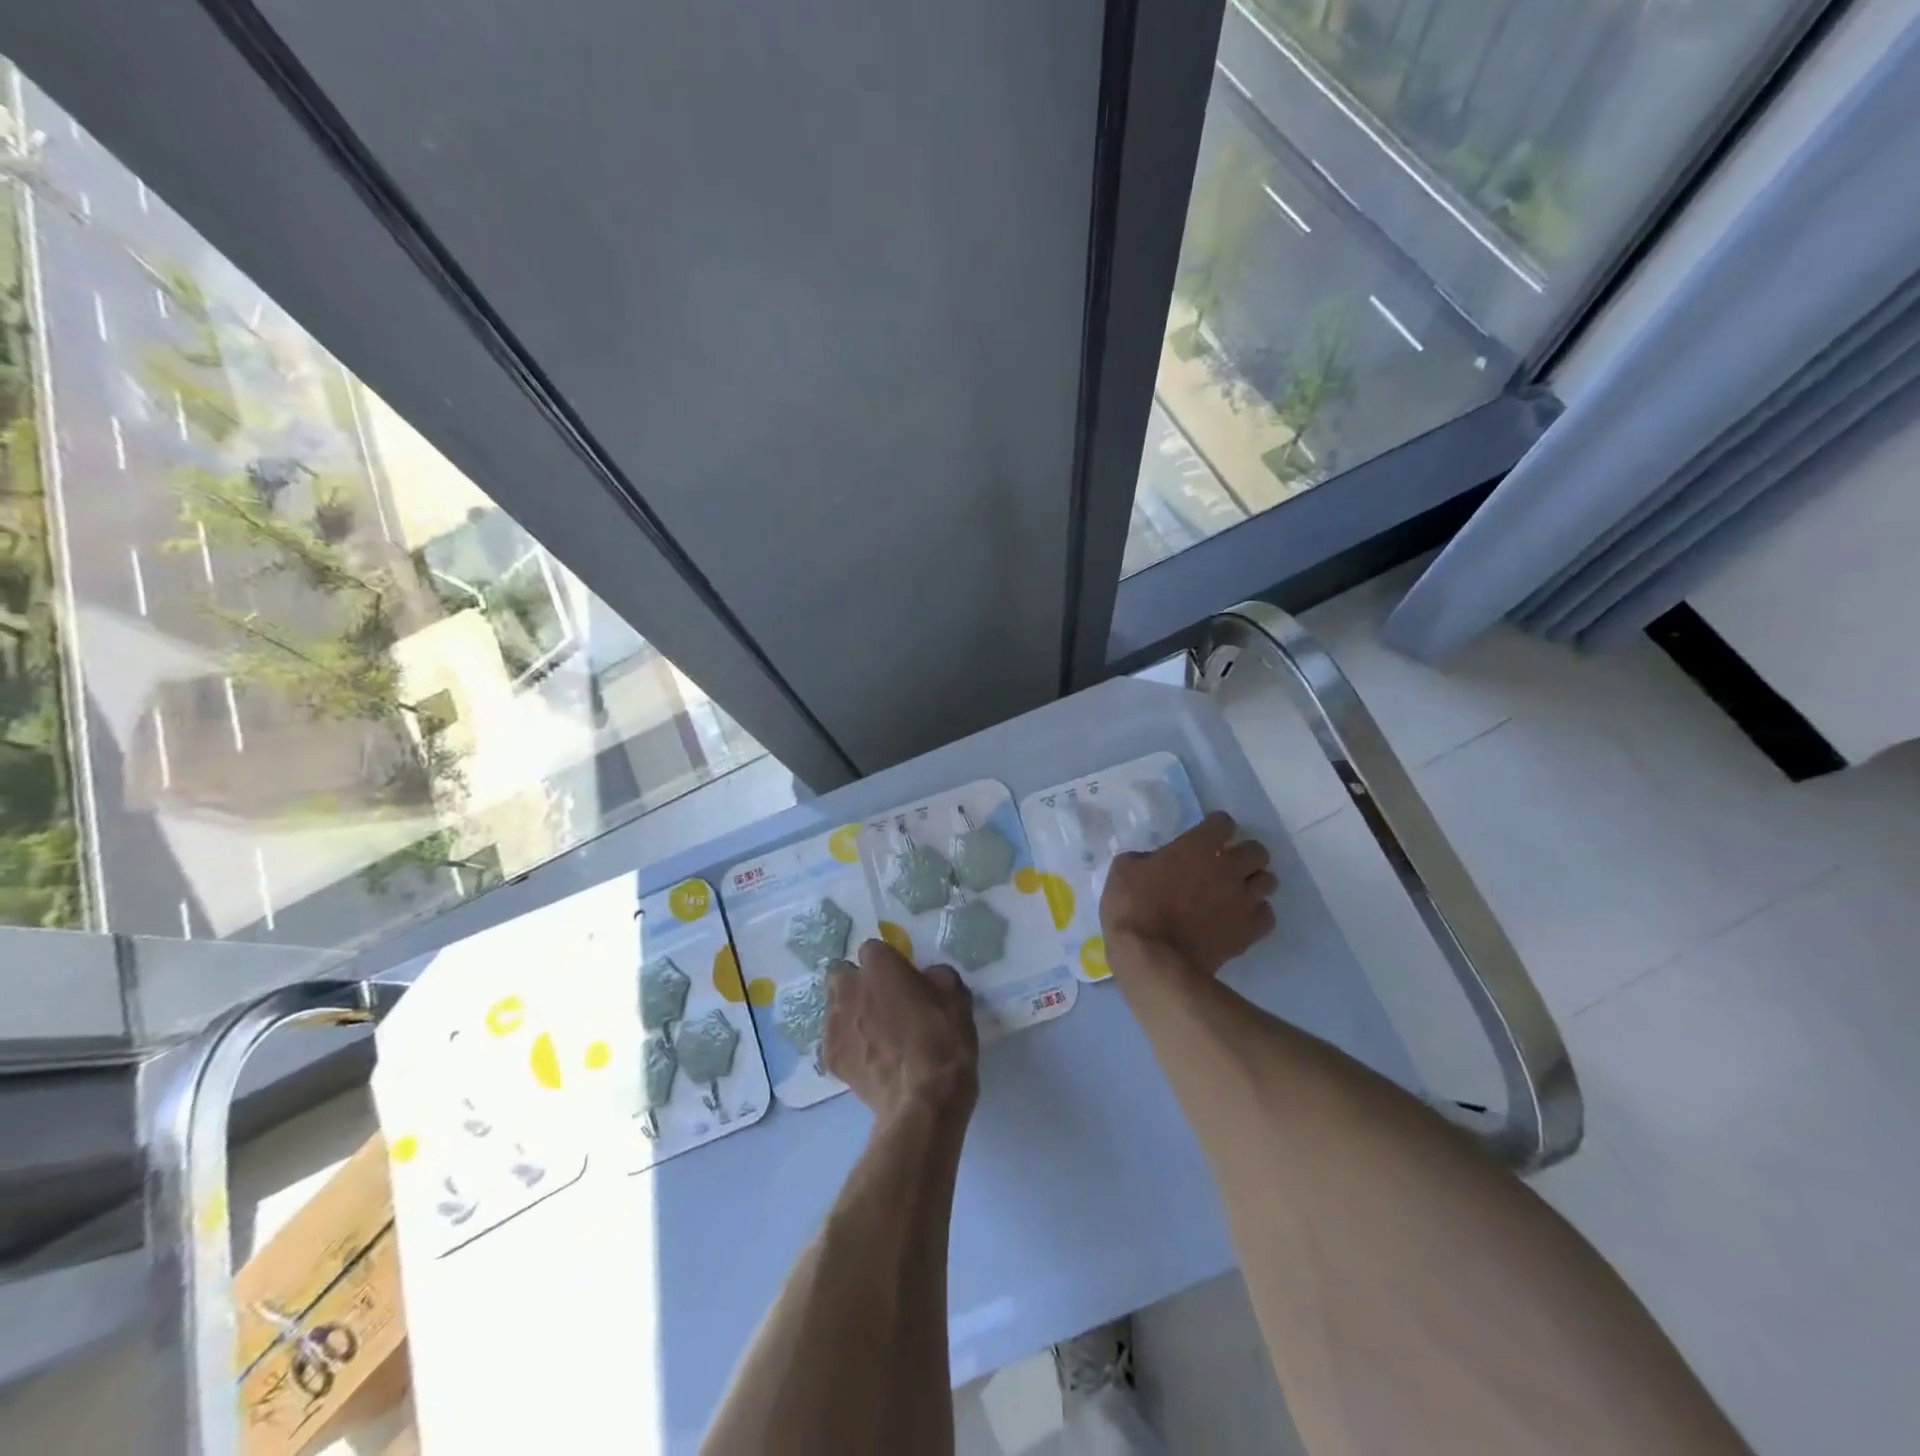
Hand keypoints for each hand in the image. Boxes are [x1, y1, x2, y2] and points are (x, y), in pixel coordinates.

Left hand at [823, 939, 979, 1122]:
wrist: (923, 1099)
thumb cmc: (943, 1040)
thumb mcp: (956, 996)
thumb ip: (936, 977)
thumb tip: (926, 978)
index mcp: (879, 965)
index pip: (872, 948)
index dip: (886, 962)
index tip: (899, 977)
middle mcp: (849, 987)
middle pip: (840, 973)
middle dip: (855, 982)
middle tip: (878, 999)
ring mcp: (834, 1023)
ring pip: (833, 1006)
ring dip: (848, 1011)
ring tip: (871, 1032)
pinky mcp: (829, 1056)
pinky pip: (833, 1040)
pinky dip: (846, 1044)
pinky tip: (866, 1058)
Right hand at [1101, 811, 1276, 979]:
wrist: (1154, 961)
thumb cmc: (1133, 909)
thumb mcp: (1122, 871)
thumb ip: (1145, 858)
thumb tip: (1154, 861)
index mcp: (1197, 846)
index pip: (1223, 823)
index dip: (1215, 828)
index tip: (1204, 838)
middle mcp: (1228, 868)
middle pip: (1257, 850)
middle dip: (1243, 854)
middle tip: (1224, 865)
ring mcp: (1243, 901)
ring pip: (1268, 881)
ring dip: (1253, 882)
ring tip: (1236, 892)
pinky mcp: (1249, 932)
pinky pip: (1267, 915)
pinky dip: (1256, 914)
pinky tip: (1239, 918)